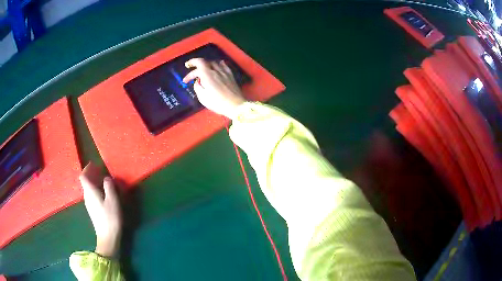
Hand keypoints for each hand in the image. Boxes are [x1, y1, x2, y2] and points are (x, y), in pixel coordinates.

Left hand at [79, 163, 121, 257]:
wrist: (107, 237)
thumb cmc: (110, 217)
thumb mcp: (113, 200)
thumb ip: (109, 187)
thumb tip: (106, 178)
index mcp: (90, 192)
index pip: (83, 176)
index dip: (87, 169)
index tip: (94, 165)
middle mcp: (87, 196)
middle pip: (85, 182)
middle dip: (91, 175)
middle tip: (100, 172)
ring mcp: (88, 204)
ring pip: (88, 189)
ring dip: (94, 183)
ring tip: (103, 182)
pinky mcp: (92, 210)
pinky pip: (91, 195)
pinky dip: (95, 190)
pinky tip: (103, 194)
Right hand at [182, 58, 245, 118]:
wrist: (235, 105)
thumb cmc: (217, 102)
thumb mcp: (203, 97)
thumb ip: (198, 87)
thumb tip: (198, 81)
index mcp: (208, 74)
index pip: (198, 62)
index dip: (191, 63)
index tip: (186, 69)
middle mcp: (216, 70)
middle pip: (205, 62)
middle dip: (196, 66)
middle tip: (192, 74)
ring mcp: (225, 72)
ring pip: (214, 62)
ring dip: (206, 65)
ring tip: (203, 70)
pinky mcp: (231, 75)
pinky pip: (224, 66)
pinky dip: (218, 64)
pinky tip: (218, 66)